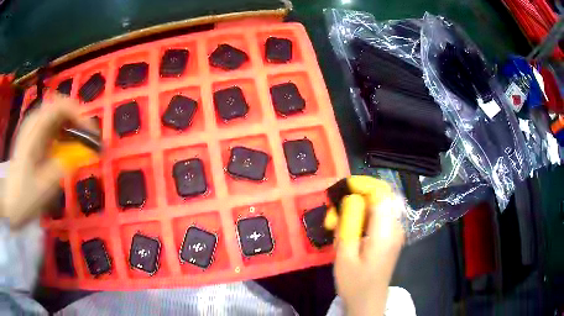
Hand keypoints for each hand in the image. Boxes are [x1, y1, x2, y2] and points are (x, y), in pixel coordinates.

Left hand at [2, 95, 96, 227]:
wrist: (9, 204)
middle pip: (60, 108)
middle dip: (77, 121)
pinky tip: (65, 148)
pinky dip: (62, 134)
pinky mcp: (32, 138)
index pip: (61, 107)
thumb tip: (79, 155)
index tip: (91, 134)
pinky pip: (51, 127)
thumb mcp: (43, 188)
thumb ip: (61, 167)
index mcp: (34, 130)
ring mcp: (32, 129)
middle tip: (88, 140)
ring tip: (79, 144)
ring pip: (56, 117)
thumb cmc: (23, 198)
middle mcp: (33, 123)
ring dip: (70, 127)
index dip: (79, 115)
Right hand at [325, 176, 405, 315]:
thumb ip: (349, 224)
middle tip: (335, 215)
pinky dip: (363, 218)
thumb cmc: (355, 283)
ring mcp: (395, 232)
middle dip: (357, 199)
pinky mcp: (390, 237)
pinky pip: (379, 217)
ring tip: (338, 225)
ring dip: (358, 209)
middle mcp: (395, 227)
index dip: (363, 185)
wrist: (368, 302)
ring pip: (379, 207)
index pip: (381, 194)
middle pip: (380, 198)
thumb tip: (351, 199)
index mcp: (386, 232)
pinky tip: (349, 231)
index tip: (343, 189)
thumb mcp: (345, 256)